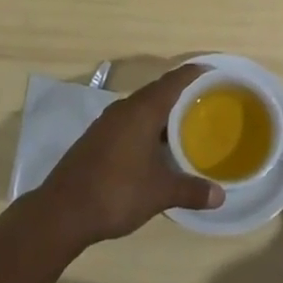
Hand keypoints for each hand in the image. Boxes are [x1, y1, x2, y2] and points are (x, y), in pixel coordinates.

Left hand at [34, 63, 222, 249]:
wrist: (62, 211)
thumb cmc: (116, 192)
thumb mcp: (160, 193)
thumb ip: (191, 190)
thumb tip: (220, 196)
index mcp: (142, 111)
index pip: (173, 81)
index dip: (193, 74)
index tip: (213, 72)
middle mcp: (124, 109)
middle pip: (157, 92)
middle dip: (181, 94)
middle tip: (206, 102)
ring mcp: (107, 123)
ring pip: (141, 108)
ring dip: (162, 113)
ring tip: (185, 125)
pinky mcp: (96, 138)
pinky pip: (129, 122)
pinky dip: (146, 127)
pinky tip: (155, 148)